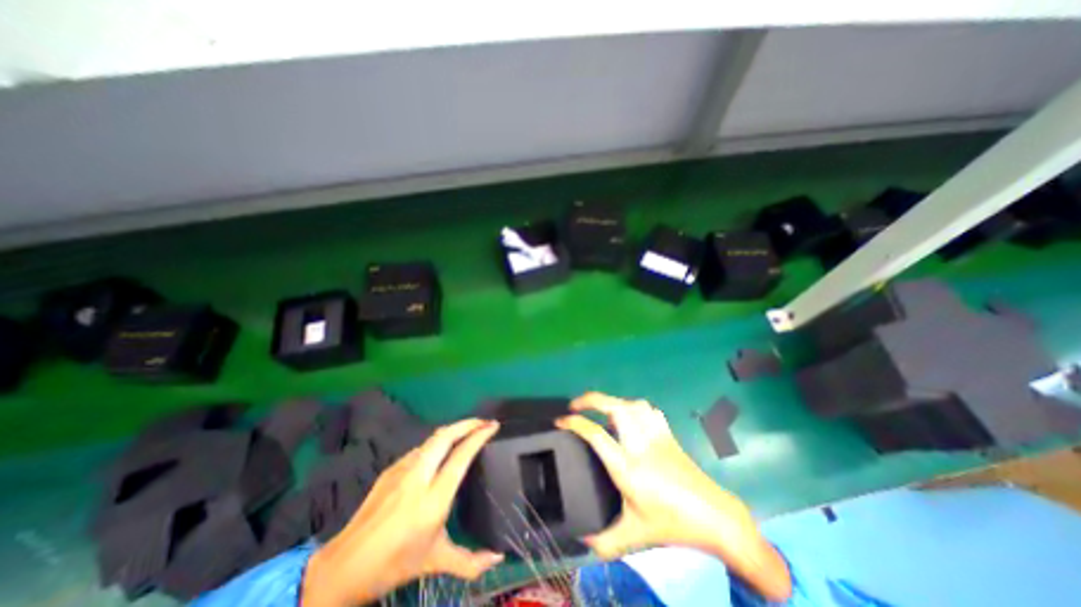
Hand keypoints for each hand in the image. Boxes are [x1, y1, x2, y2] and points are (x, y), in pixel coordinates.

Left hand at [302, 419, 505, 604]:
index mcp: (433, 499)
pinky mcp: (390, 469)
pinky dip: (436, 443)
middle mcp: (418, 477)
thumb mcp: (435, 562)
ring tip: (466, 431)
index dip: (479, 436)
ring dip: (452, 430)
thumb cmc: (394, 564)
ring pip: (432, 439)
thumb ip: (470, 562)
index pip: (461, 456)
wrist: (343, 567)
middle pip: (445, 436)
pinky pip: (420, 449)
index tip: (493, 426)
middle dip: (467, 423)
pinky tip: (439, 452)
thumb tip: (498, 558)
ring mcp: (401, 470)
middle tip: (483, 422)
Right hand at [557, 395, 790, 602]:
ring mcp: (656, 435)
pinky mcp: (668, 434)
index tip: (559, 421)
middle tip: (575, 405)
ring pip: (632, 404)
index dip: (574, 423)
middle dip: (590, 399)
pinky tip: (630, 418)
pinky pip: (648, 410)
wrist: (715, 517)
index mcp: (627, 466)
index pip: (595, 434)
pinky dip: (634, 408)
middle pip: (614, 407)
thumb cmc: (672, 525)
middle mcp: (639, 443)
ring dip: (613, 402)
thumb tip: (579, 540)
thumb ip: (603, 541)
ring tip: (602, 411)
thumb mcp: (634, 536)